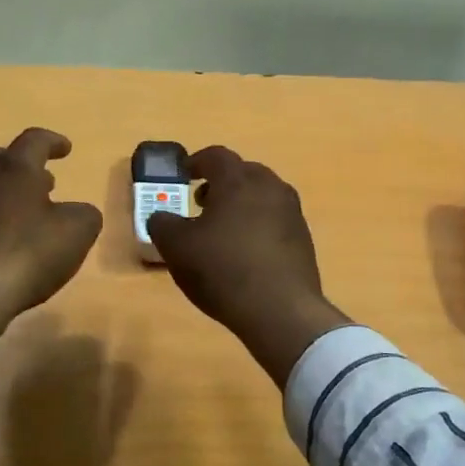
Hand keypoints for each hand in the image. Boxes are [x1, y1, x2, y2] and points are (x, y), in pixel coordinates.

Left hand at [0, 128, 102, 346]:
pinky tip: (4, 235)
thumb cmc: (29, 253)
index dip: (53, 142)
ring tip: (27, 209)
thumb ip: (85, 213)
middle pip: (3, 157)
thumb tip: (77, 211)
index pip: (35, 140)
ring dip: (8, 190)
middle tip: (45, 181)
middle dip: (26, 165)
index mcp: (16, 168)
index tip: (66, 150)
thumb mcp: (78, 232)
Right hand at [146, 147, 350, 382]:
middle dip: (221, 183)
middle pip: (243, 173)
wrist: (280, 310)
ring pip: (262, 196)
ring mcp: (292, 213)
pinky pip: (275, 221)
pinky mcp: (303, 240)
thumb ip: (162, 224)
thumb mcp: (176, 247)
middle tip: (201, 203)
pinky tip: (245, 253)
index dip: (195, 162)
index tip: (183, 176)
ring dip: (241, 205)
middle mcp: (270, 187)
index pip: (215, 156)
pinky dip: (258, 226)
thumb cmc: (222, 269)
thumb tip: (160, 217)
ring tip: (222, 231)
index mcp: (238, 180)